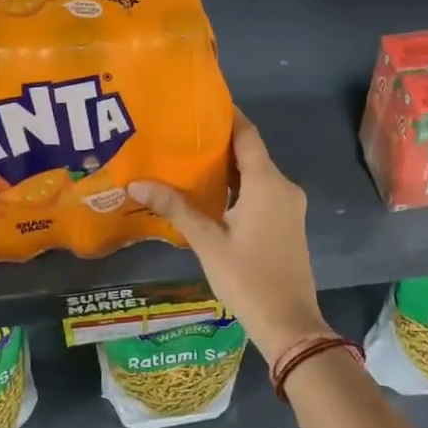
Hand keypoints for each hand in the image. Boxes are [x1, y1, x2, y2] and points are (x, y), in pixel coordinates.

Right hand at [128, 110, 327, 361]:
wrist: (290, 323)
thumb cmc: (247, 278)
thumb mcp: (207, 242)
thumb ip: (176, 208)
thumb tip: (137, 184)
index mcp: (267, 183)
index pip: (247, 135)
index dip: (228, 116)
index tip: (201, 103)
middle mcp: (284, 186)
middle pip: (251, 153)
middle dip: (220, 142)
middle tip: (183, 134)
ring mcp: (290, 206)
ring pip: (257, 174)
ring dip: (229, 167)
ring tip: (190, 160)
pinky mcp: (289, 222)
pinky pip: (263, 191)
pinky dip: (240, 186)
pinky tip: (212, 192)